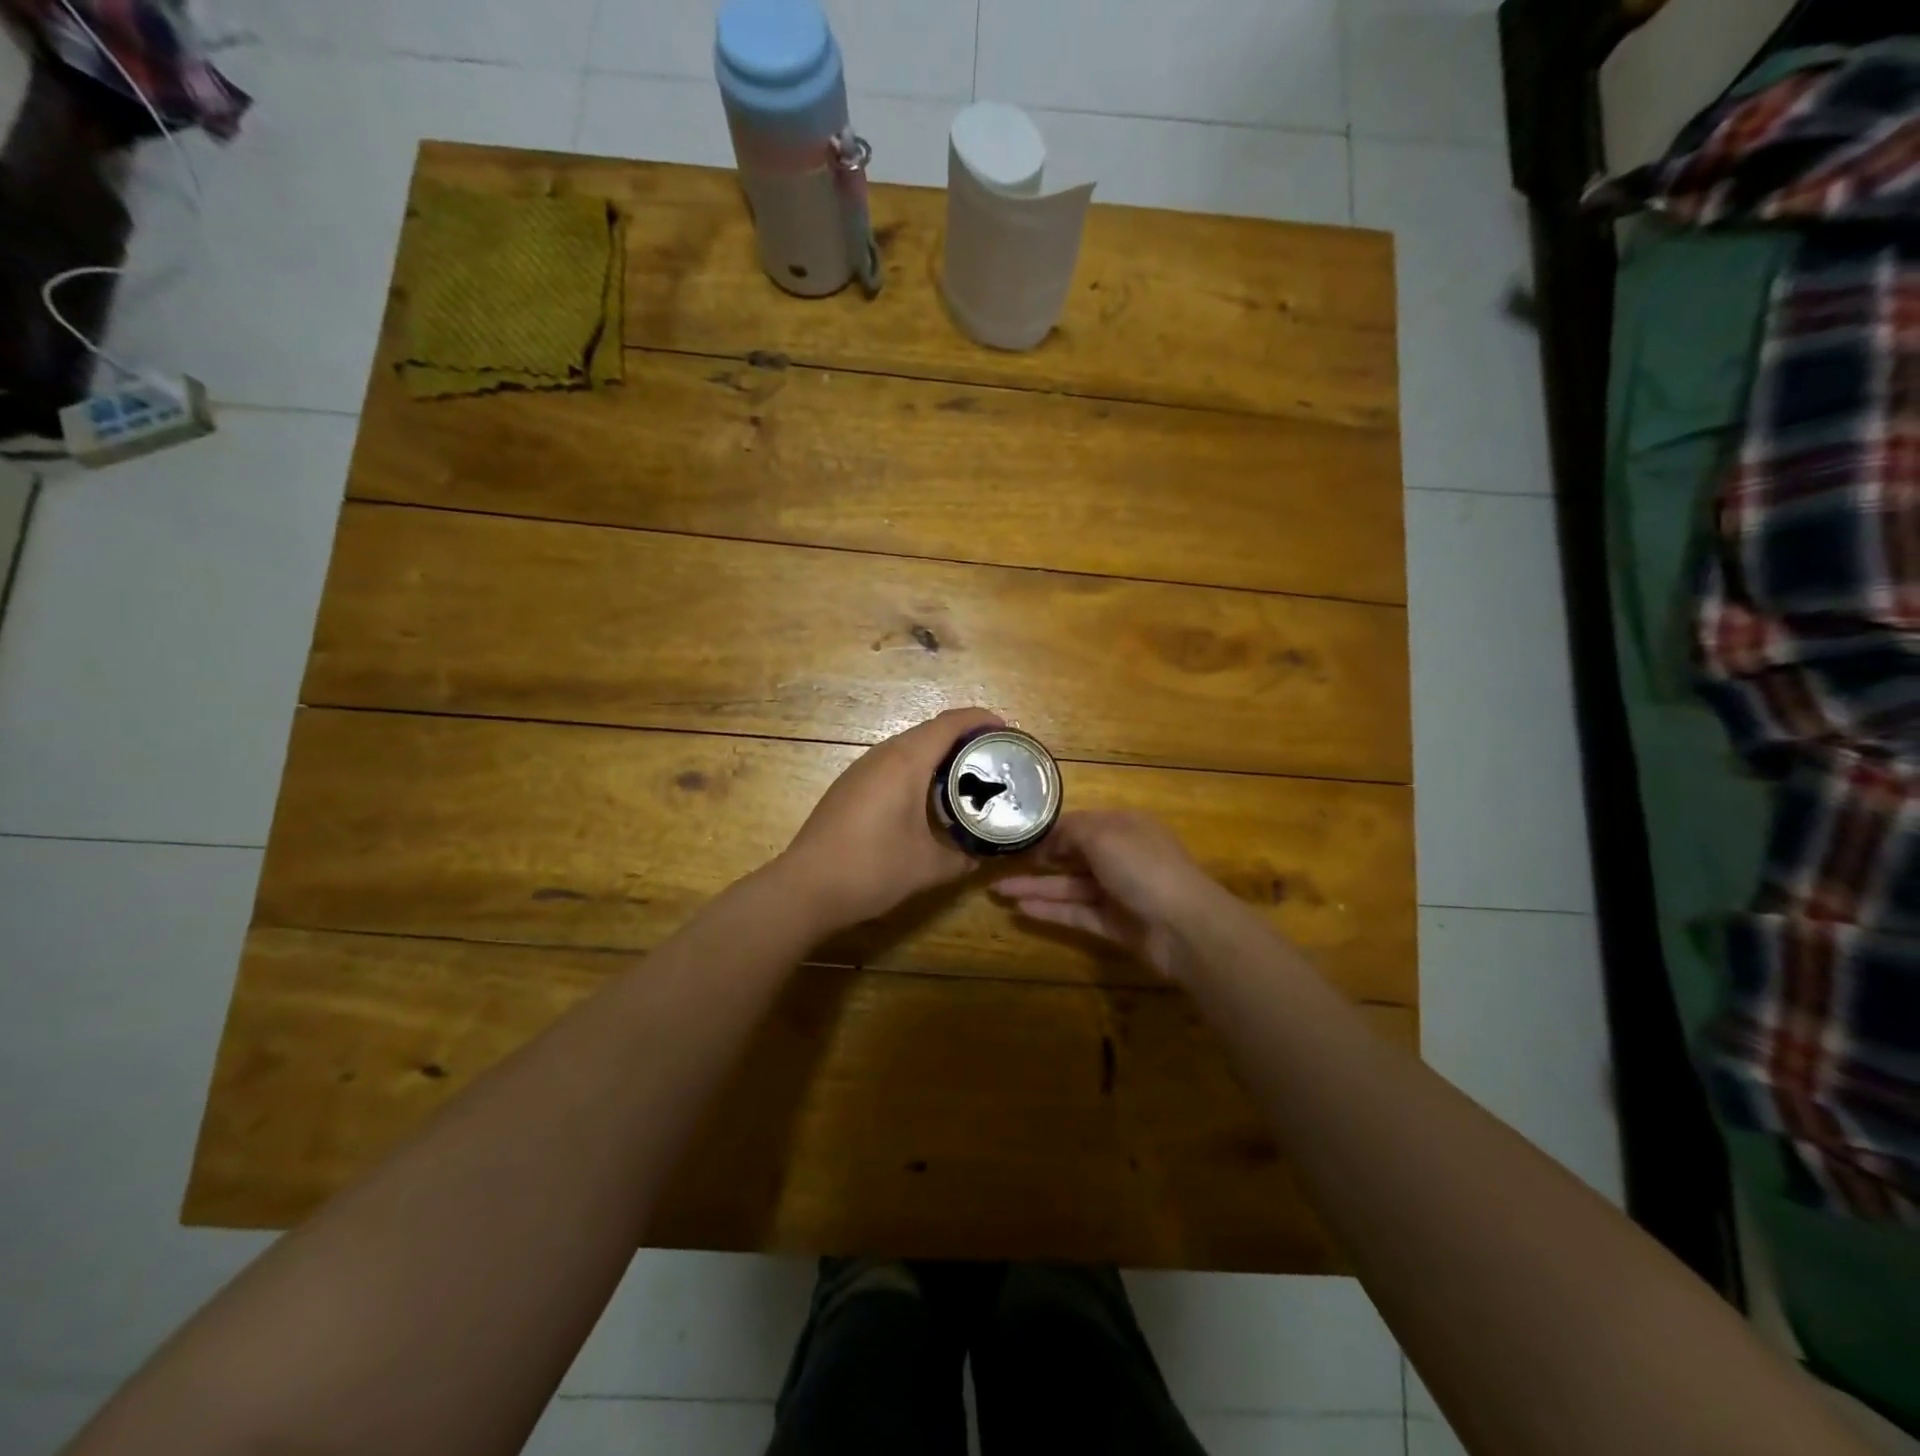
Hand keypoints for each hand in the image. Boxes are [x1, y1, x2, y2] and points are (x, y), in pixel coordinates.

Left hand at [776, 707, 1005, 935]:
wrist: (806, 887)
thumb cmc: (872, 869)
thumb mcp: (929, 867)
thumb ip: (964, 857)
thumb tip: (984, 855)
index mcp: (906, 762)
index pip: (950, 723)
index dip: (981, 720)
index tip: (1007, 732)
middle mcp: (883, 755)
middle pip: (931, 731)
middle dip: (965, 738)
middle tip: (994, 759)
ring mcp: (861, 769)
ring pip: (909, 747)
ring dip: (939, 755)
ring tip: (967, 778)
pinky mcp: (849, 786)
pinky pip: (892, 764)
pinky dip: (918, 770)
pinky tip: (927, 799)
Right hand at [993, 811, 1227, 980]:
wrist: (1184, 926)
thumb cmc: (1143, 867)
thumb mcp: (1104, 835)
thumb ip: (1071, 832)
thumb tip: (1049, 840)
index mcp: (1124, 828)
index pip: (1080, 824)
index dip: (1050, 831)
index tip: (1018, 837)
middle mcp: (1121, 857)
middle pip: (1073, 857)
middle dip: (1038, 861)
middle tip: (1000, 864)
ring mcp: (1118, 892)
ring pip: (1070, 887)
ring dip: (1036, 887)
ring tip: (998, 890)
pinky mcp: (1115, 924)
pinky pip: (1077, 913)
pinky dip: (1050, 911)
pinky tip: (1020, 909)